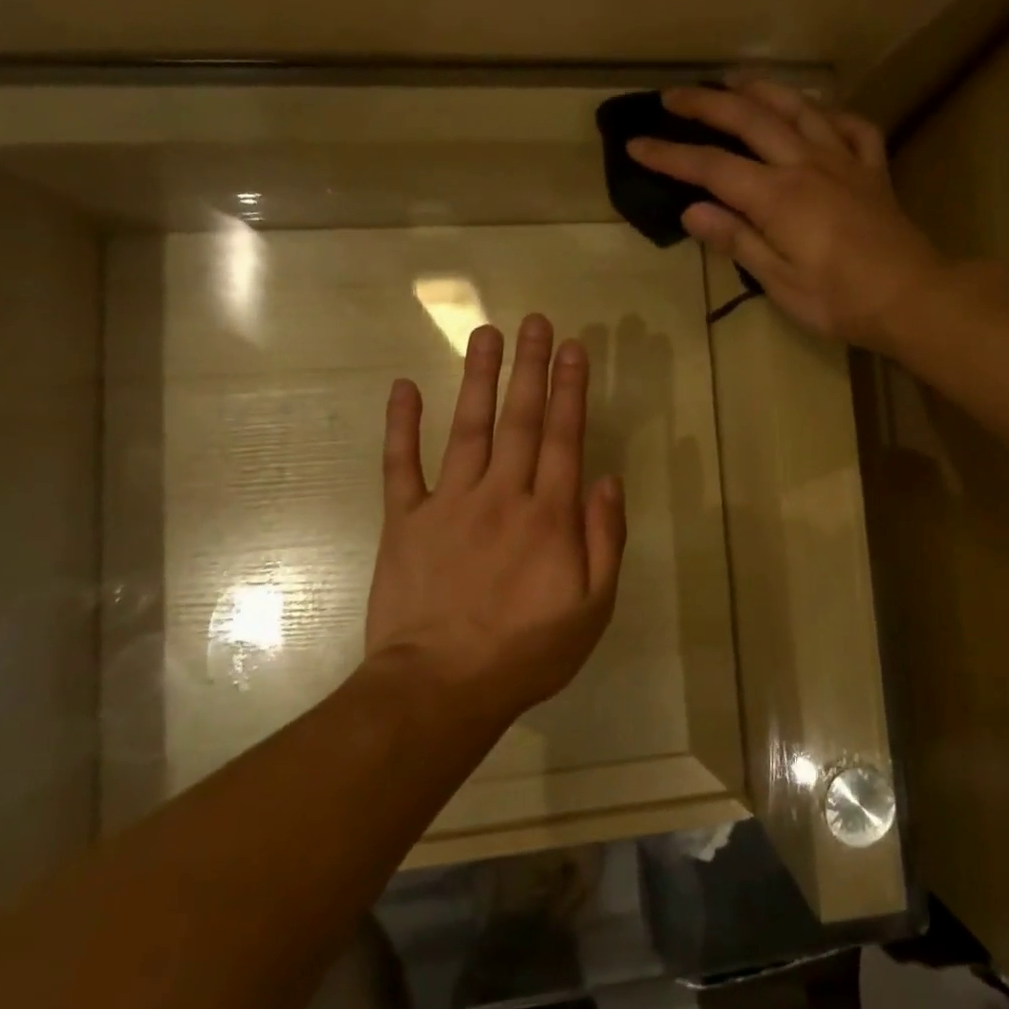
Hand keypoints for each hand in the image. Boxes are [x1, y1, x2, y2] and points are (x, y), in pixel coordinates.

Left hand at [362, 315, 627, 726]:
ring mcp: (448, 503)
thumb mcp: (592, 609)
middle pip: (520, 419)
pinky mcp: (404, 521)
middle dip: (530, 367)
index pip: (564, 437)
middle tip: (535, 321)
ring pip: (468, 428)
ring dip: (479, 378)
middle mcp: (501, 495)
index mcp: (548, 515)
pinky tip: (403, 388)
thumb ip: (604, 540)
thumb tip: (607, 480)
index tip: (573, 348)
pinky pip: (400, 465)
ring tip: (486, 334)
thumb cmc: (526, 653)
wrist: (439, 688)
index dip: (570, 389)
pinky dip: (401, 426)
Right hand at [627, 79, 948, 351]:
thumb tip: (692, 211)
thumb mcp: (779, 281)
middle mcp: (806, 164)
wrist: (911, 297)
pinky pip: (853, 127)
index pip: (711, 167)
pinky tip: (819, 113)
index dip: (670, 155)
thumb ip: (737, 240)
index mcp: (777, 196)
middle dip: (706, 105)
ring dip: (763, 89)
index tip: (637, 144)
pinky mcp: (873, 169)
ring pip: (799, 108)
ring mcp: (844, 161)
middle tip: (674, 95)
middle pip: (749, 120)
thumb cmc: (839, 300)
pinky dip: (832, 114)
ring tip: (735, 81)